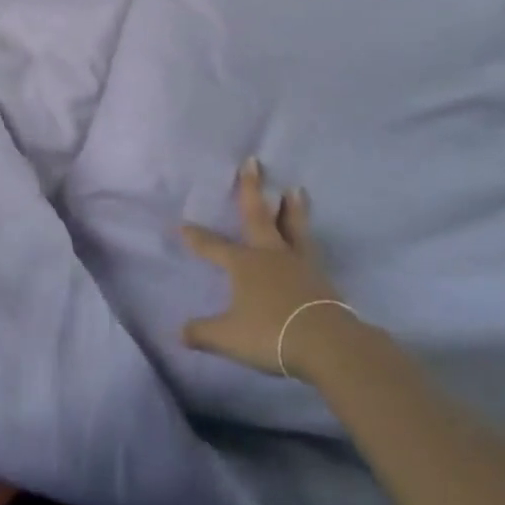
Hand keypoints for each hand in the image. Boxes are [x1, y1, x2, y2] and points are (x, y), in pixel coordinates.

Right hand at [181, 159, 355, 380]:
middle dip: (252, 188)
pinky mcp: (320, 276)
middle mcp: (270, 254)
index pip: (213, 246)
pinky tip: (309, 238)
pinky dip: (306, 237)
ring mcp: (298, 262)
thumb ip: (203, 333)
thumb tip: (179, 332)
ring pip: (293, 226)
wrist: (325, 343)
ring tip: (295, 189)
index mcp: (244, 265)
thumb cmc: (270, 334)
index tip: (182, 224)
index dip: (196, 236)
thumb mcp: (229, 338)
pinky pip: (310, 249)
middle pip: (258, 215)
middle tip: (253, 161)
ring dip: (292, 208)